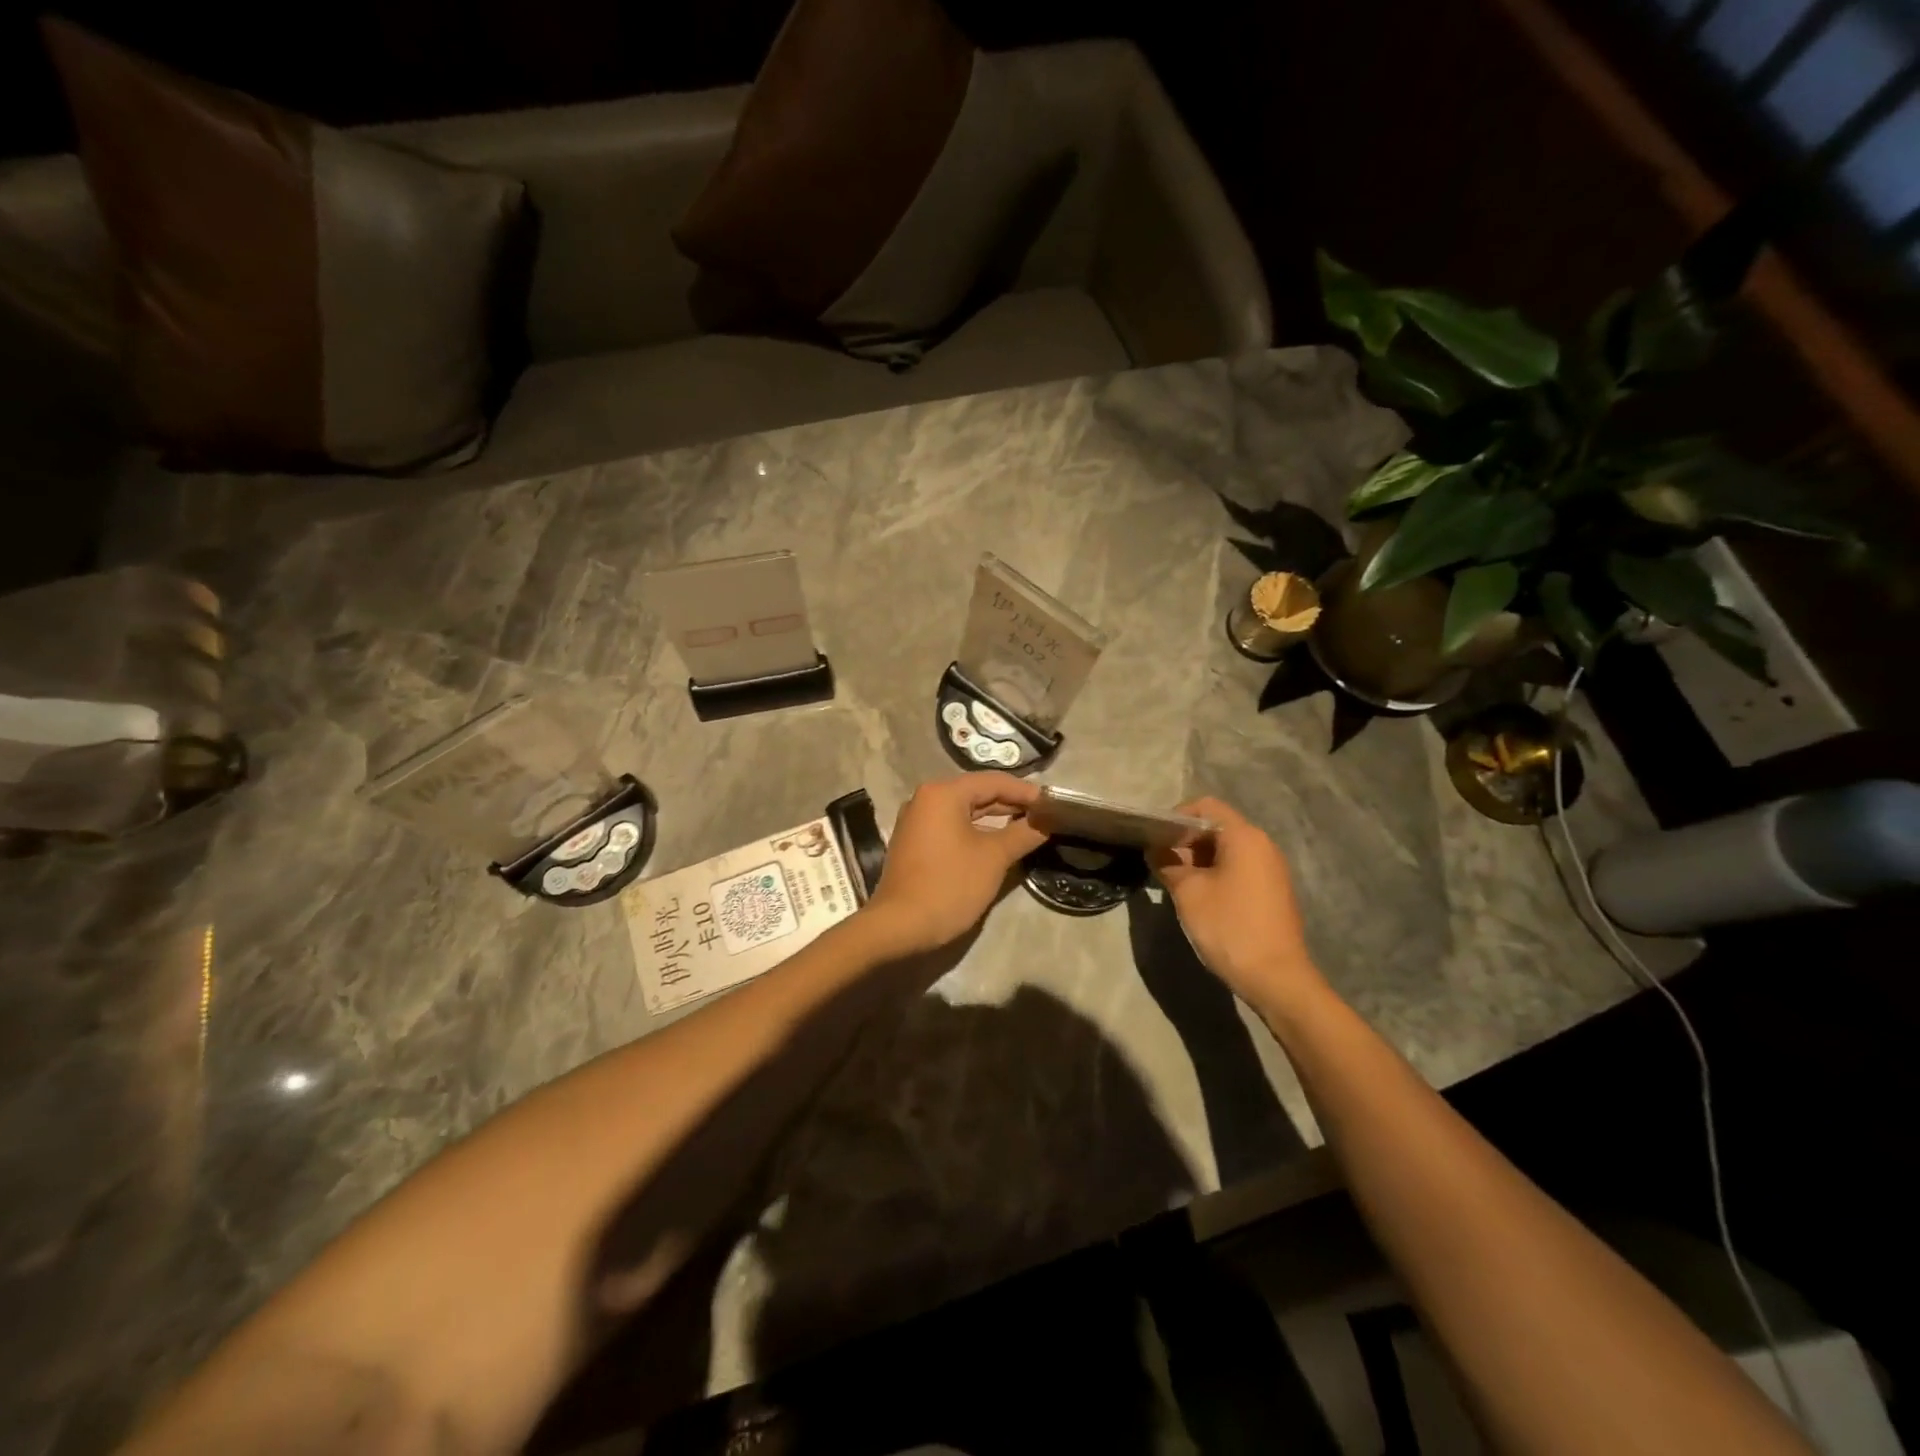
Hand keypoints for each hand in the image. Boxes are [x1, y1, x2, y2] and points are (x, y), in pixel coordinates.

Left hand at [863, 772, 1048, 954]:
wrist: (899, 926)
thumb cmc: (949, 885)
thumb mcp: (994, 858)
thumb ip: (1023, 834)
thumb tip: (1046, 822)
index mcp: (943, 793)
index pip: (994, 781)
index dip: (1026, 791)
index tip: (1053, 804)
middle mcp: (926, 798)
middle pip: (977, 793)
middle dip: (1011, 804)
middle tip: (1044, 816)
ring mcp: (917, 821)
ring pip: (964, 811)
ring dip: (995, 819)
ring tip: (1027, 829)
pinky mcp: (914, 842)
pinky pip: (951, 827)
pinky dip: (976, 831)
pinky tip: (997, 843)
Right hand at [1148, 796, 1326, 1012]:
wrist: (1276, 978)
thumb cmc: (1229, 926)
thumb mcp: (1188, 893)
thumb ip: (1168, 864)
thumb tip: (1156, 851)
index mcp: (1244, 837)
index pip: (1205, 806)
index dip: (1176, 816)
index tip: (1155, 838)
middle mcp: (1262, 845)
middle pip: (1217, 827)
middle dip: (1186, 840)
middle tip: (1161, 863)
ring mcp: (1271, 869)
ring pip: (1227, 850)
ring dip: (1199, 860)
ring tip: (1176, 882)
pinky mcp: (1273, 891)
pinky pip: (1240, 868)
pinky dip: (1217, 874)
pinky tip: (1201, 898)